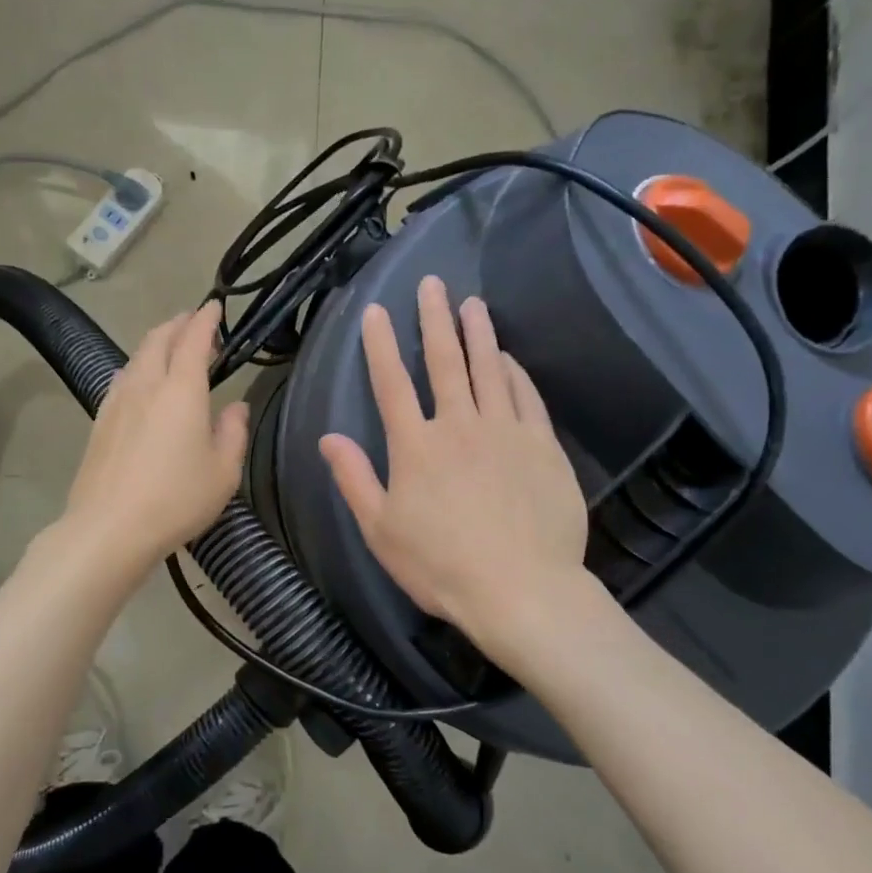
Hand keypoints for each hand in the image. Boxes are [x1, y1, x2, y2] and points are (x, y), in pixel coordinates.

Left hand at [60, 301, 249, 573]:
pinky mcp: (100, 421)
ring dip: (156, 343)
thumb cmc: (177, 499)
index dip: (206, 319)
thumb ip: (233, 432)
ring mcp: (117, 401)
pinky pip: (122, 378)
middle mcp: (146, 385)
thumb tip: (235, 406)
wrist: (109, 528)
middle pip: (159, 339)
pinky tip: (142, 383)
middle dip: (178, 324)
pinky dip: (138, 367)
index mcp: (181, 390)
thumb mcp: (223, 472)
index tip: (215, 306)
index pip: (193, 339)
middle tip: (194, 323)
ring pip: (136, 356)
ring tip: (170, 348)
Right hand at [318, 275, 591, 655]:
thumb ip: (355, 480)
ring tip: (473, 304)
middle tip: (434, 283)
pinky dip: (515, 373)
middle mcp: (459, 425)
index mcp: (415, 446)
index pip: (392, 383)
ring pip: (489, 370)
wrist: (520, 589)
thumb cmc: (440, 566)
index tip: (377, 312)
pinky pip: (526, 398)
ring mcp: (506, 432)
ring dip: (479, 334)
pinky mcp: (542, 447)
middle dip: (435, 320)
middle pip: (445, 361)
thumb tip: (328, 438)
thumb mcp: (381, 531)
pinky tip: (509, 359)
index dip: (381, 345)